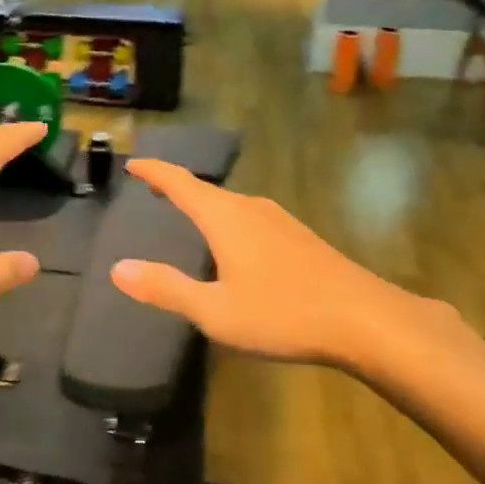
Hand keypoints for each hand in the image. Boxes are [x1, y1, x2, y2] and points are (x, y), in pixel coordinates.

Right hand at [110, 159, 466, 369]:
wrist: (366, 320)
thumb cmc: (283, 313)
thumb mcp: (215, 311)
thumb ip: (166, 288)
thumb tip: (118, 269)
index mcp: (226, 218)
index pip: (181, 183)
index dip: (154, 172)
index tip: (133, 163)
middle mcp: (251, 208)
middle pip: (206, 191)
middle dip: (177, 187)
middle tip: (153, 189)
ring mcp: (280, 221)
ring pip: (231, 204)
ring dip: (205, 204)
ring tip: (189, 212)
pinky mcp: (300, 238)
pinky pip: (251, 218)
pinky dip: (228, 220)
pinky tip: (235, 244)